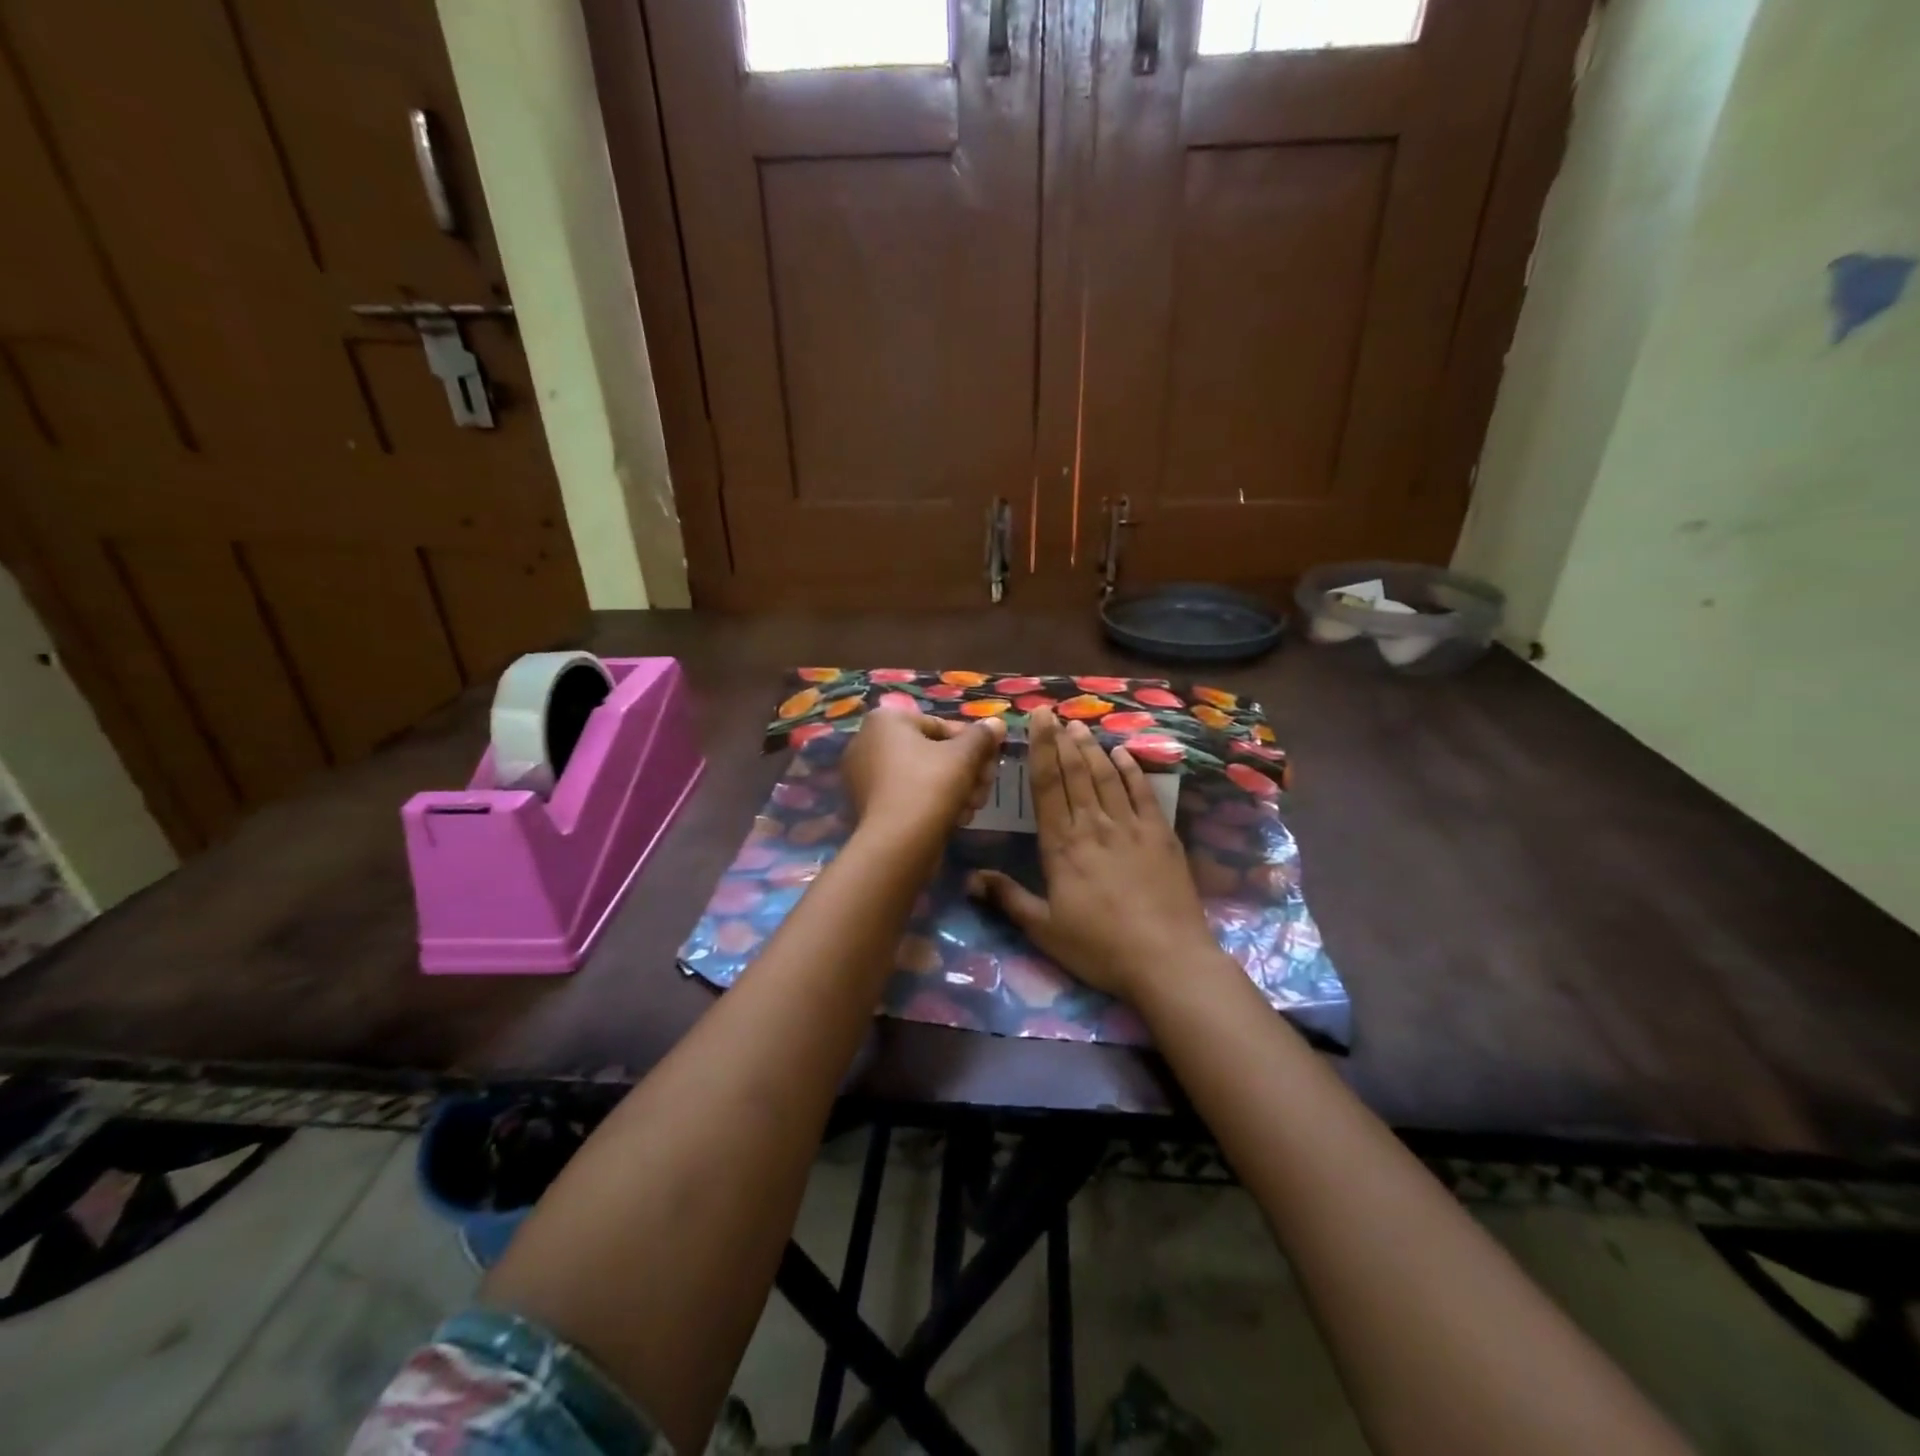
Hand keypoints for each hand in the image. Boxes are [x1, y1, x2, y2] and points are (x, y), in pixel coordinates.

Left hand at [842, 703, 1005, 847]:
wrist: (897, 845)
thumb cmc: (929, 786)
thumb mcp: (964, 755)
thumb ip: (982, 736)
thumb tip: (996, 723)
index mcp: (885, 720)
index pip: (941, 725)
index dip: (973, 743)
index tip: (993, 761)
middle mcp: (868, 742)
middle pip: (934, 752)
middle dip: (967, 770)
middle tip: (986, 788)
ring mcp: (864, 777)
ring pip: (924, 776)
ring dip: (957, 789)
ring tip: (973, 807)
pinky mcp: (870, 806)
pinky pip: (909, 795)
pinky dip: (933, 804)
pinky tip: (956, 819)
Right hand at [968, 708, 1217, 1003]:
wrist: (1166, 959)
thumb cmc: (1099, 947)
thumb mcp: (1044, 929)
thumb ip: (1008, 898)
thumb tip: (969, 878)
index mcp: (1062, 846)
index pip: (1046, 787)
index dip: (1040, 750)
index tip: (1038, 720)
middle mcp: (1094, 826)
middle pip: (1076, 773)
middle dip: (1062, 741)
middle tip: (1055, 714)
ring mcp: (1131, 827)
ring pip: (1107, 777)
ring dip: (1092, 749)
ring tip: (1081, 727)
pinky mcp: (1161, 836)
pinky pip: (1143, 794)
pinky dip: (1132, 771)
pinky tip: (1123, 754)